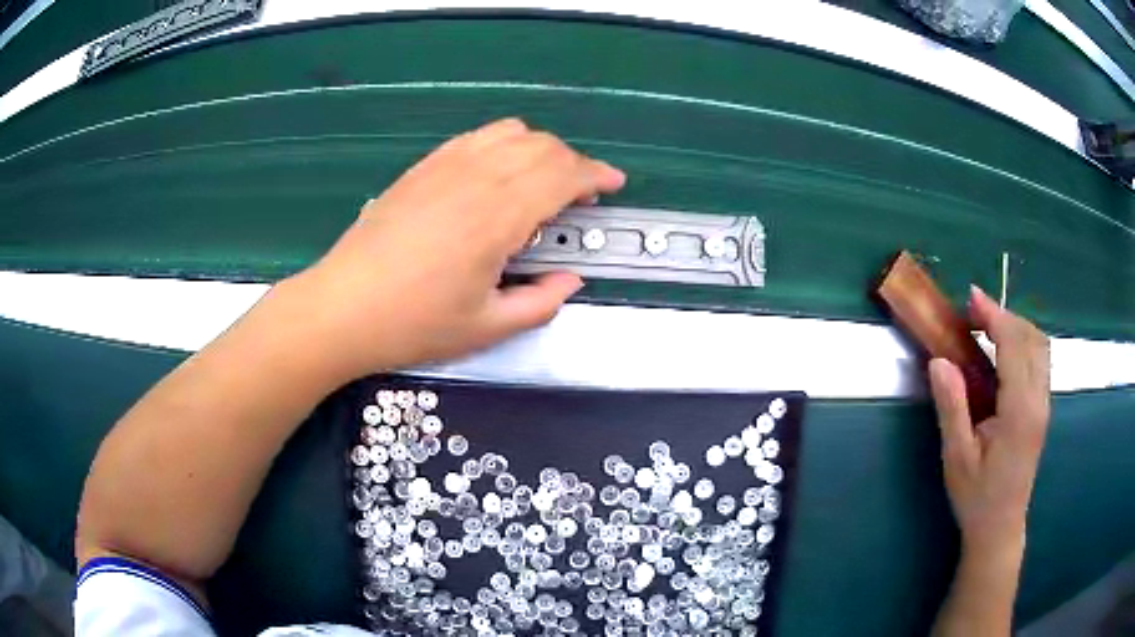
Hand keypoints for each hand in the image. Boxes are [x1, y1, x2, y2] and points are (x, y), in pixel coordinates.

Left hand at [292, 118, 624, 380]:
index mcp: (499, 216)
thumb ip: (540, 302)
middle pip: (543, 146)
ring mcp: (445, 166)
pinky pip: (475, 137)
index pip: (563, 173)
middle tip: (580, 193)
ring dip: (540, 148)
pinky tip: (498, 170)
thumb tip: (571, 280)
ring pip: (510, 132)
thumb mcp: (487, 327)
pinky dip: (502, 143)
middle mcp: (476, 178)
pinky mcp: (422, 167)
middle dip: (574, 162)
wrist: (342, 307)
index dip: (596, 174)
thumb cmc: (414, 324)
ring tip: (542, 179)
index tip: (612, 184)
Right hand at [928, 286, 1050, 555]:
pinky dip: (1023, 341)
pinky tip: (1004, 349)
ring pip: (1040, 345)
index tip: (971, 299)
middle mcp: (1039, 400)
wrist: (1000, 527)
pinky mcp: (1043, 407)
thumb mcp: (957, 457)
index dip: (994, 315)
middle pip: (1031, 337)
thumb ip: (952, 407)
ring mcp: (1044, 403)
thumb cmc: (977, 496)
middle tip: (974, 312)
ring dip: (1016, 325)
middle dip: (1004, 315)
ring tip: (988, 326)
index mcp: (1019, 411)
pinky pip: (1040, 359)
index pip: (1014, 345)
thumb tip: (939, 361)